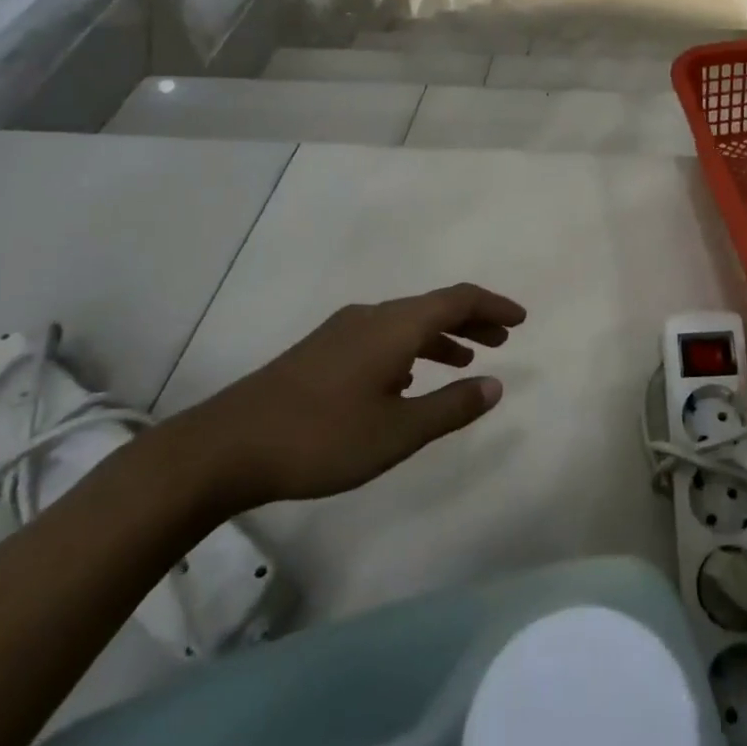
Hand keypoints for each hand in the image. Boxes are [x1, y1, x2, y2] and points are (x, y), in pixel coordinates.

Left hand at [166, 283, 524, 513]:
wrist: (224, 446)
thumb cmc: (321, 438)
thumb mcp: (398, 432)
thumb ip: (451, 407)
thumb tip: (496, 384)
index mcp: (395, 326)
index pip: (458, 299)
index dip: (494, 305)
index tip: (521, 319)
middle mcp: (372, 316)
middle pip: (434, 305)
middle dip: (473, 319)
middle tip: (502, 340)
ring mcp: (342, 330)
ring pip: (406, 322)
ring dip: (442, 335)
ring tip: (466, 359)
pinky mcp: (321, 350)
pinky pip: (383, 335)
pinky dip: (412, 347)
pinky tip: (409, 378)